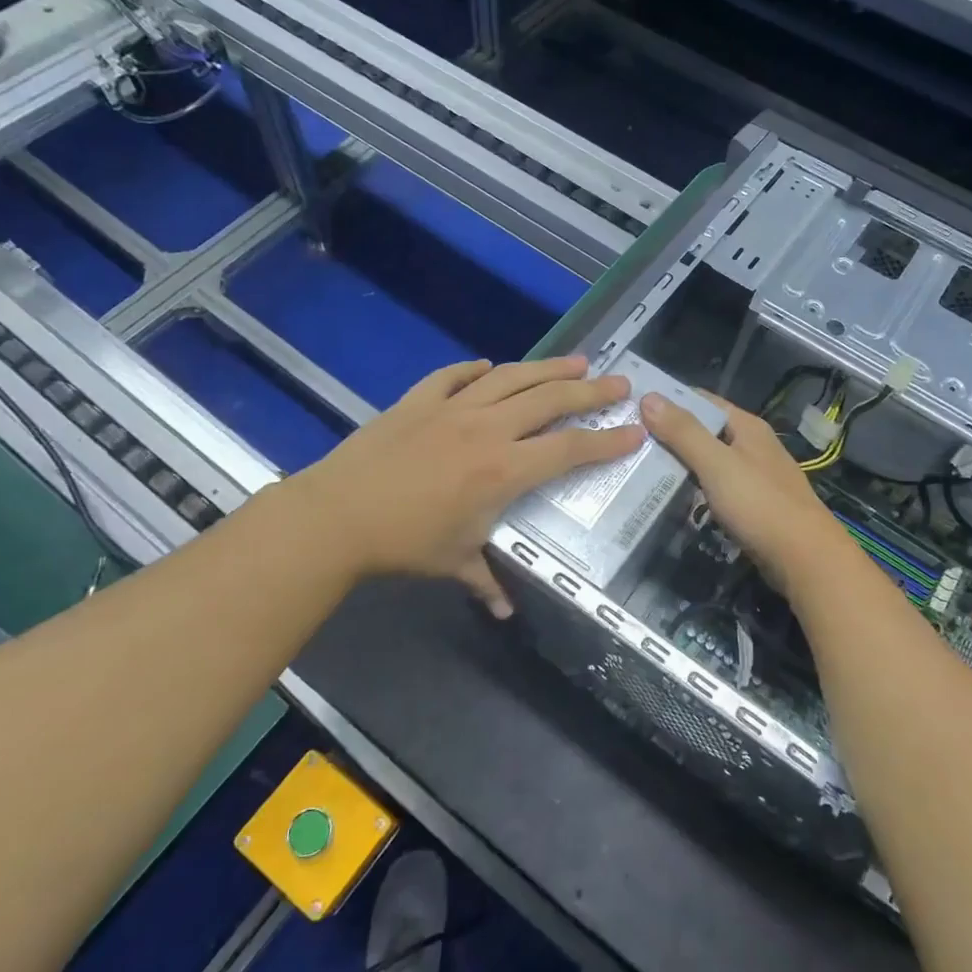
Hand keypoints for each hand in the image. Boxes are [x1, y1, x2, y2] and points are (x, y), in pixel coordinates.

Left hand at [290, 356, 644, 614]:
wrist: (337, 515)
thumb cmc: (404, 543)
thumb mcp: (454, 562)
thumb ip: (487, 580)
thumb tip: (505, 610)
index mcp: (504, 471)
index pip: (569, 450)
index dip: (606, 441)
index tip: (634, 431)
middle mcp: (487, 429)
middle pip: (550, 400)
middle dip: (590, 391)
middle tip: (619, 382)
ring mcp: (452, 408)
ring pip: (511, 377)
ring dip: (548, 367)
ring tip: (577, 361)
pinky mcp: (419, 399)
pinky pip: (455, 375)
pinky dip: (476, 369)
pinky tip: (489, 366)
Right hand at [640, 390, 856, 596]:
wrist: (806, 559)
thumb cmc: (760, 505)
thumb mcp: (717, 464)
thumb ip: (683, 432)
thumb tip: (649, 396)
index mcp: (747, 427)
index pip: (701, 400)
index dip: (669, 400)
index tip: (632, 406)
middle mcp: (752, 445)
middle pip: (704, 430)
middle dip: (669, 433)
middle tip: (627, 440)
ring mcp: (754, 476)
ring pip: (709, 460)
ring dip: (679, 462)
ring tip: (639, 466)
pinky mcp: (753, 505)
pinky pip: (716, 486)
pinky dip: (693, 487)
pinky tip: (670, 496)